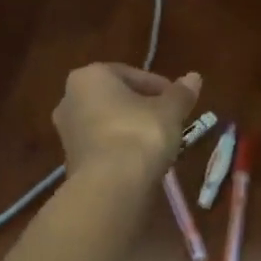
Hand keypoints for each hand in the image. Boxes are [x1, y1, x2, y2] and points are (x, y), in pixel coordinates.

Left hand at [54, 63, 201, 185]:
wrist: (110, 186)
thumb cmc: (140, 134)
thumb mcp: (170, 110)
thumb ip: (181, 93)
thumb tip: (194, 77)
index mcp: (91, 76)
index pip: (131, 74)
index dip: (159, 87)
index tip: (178, 101)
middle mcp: (70, 98)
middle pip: (116, 98)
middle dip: (142, 107)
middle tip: (169, 120)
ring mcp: (66, 132)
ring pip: (107, 123)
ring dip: (131, 128)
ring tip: (159, 142)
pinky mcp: (70, 160)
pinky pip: (101, 145)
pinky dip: (120, 148)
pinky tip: (141, 161)